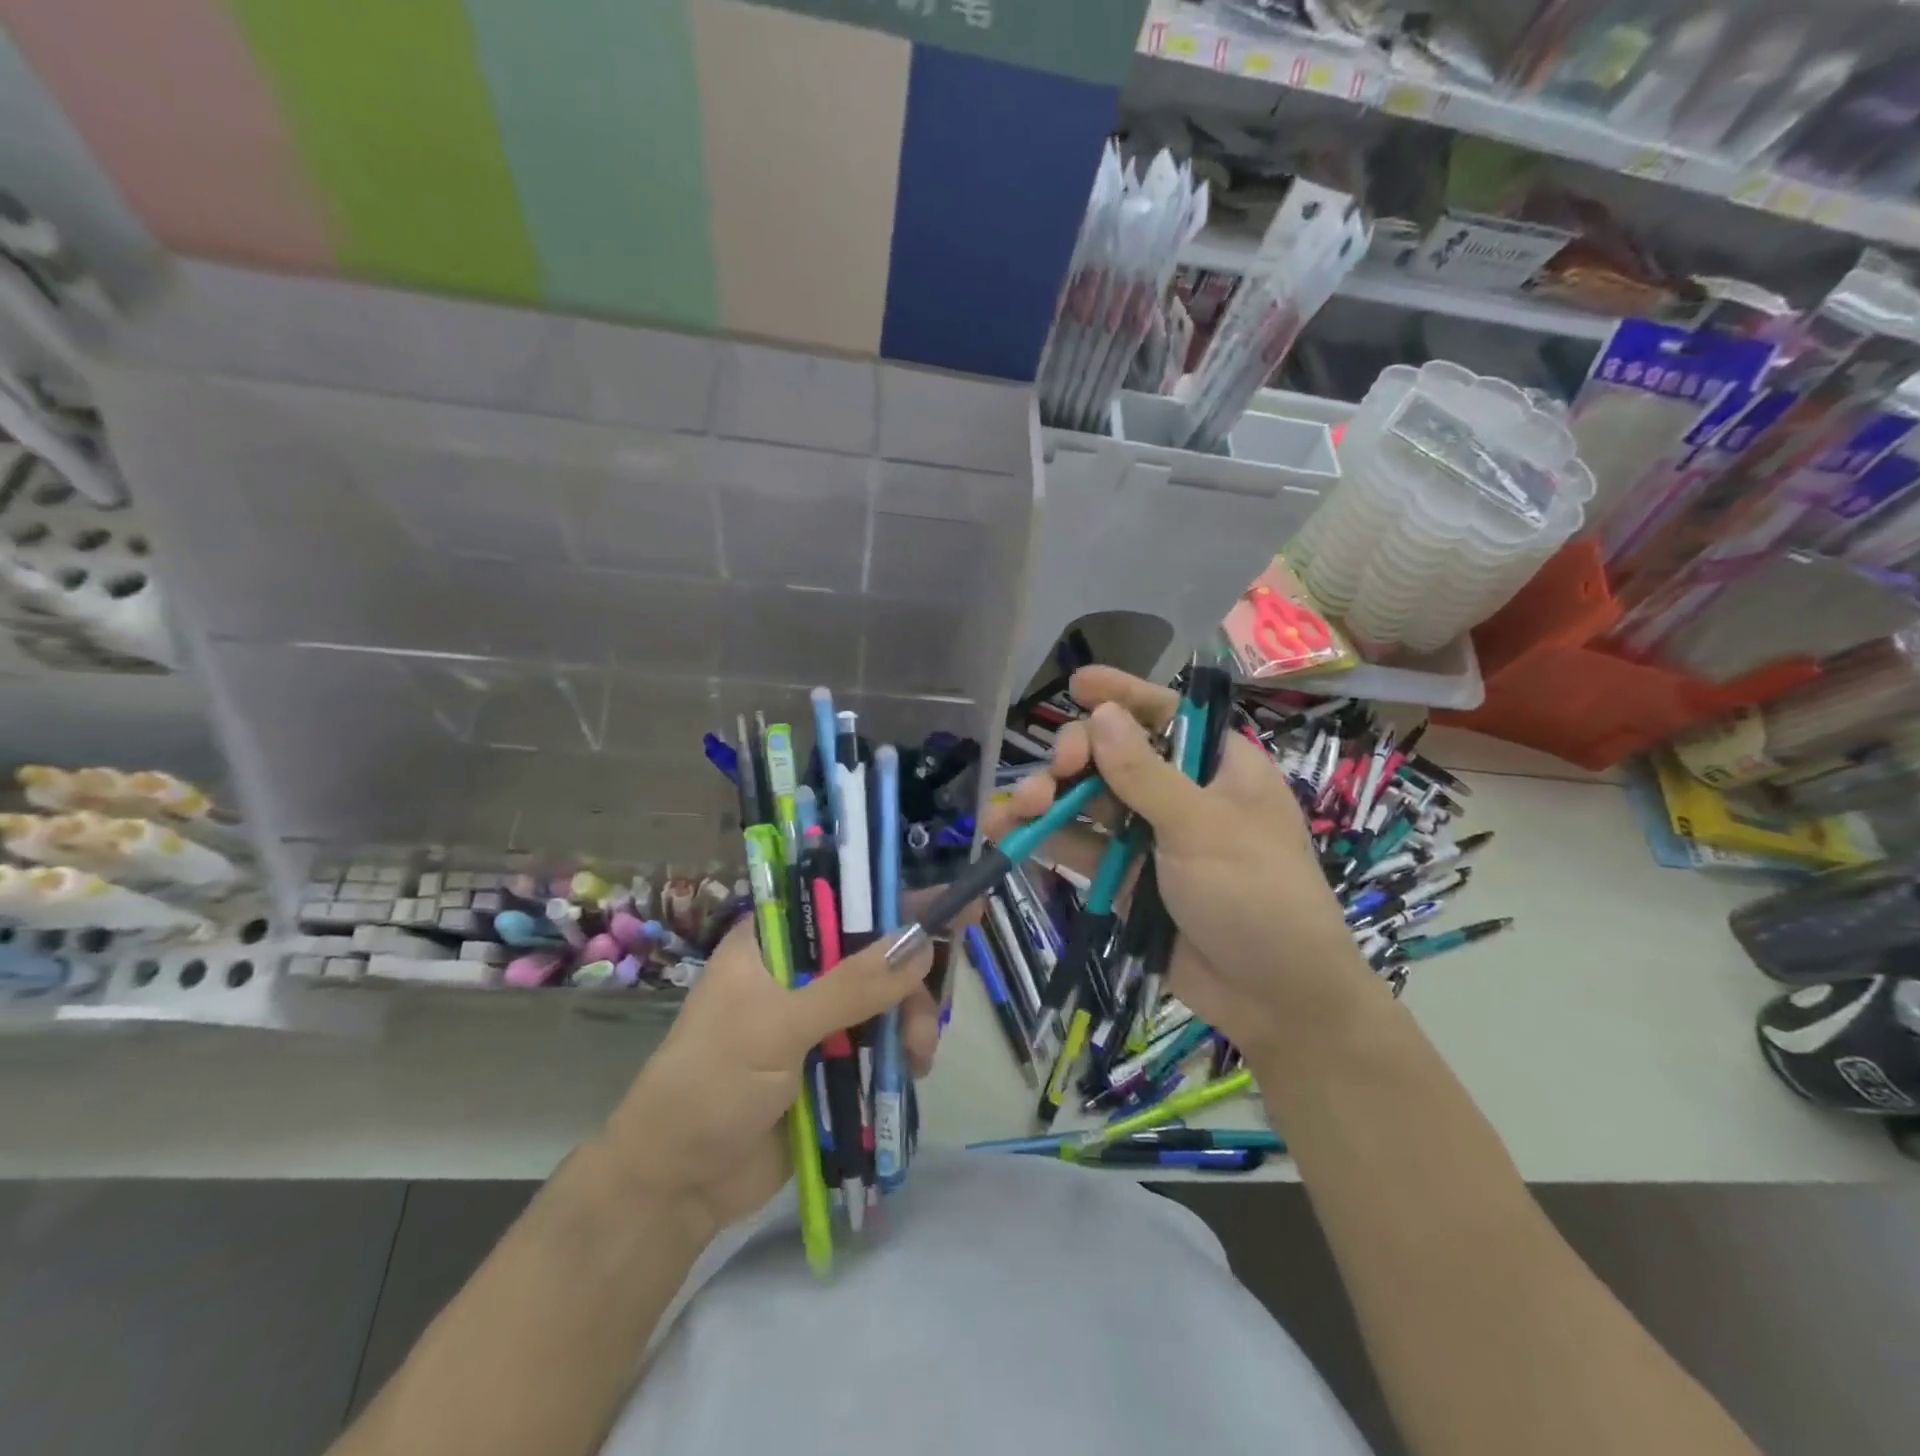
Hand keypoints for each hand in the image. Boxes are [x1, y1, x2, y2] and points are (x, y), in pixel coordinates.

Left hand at [600, 920, 936, 1244]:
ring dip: (911, 1020)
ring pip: (885, 997)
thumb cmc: (713, 1085)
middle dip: (910, 978)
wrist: (679, 1186)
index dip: (893, 899)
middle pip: (874, 951)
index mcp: (772, 942)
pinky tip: (912, 1070)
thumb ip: (851, 987)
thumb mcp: (778, 1028)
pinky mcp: (832, 1060)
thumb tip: (920, 944)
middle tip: (931, 1012)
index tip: (949, 904)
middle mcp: (798, 969)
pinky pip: (882, 1040)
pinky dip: (903, 1050)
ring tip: (918, 1057)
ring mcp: (817, 1016)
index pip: (841, 900)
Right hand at [983, 666, 1371, 1058]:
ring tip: (1017, 807)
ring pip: (1090, 800)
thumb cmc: (1257, 895)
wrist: (1275, 998)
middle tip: (1057, 771)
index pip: (1166, 712)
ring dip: (1051, 797)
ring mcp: (1151, 835)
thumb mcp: (1201, 827)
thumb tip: (1101, 713)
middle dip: (1077, 756)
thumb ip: (1145, 772)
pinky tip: (1006, 832)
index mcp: (1218, 765)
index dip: (1122, 693)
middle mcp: (1181, 792)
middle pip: (1115, 754)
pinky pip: (1083, 846)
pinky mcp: (1127, 875)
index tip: (1076, 684)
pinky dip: (1047, 838)